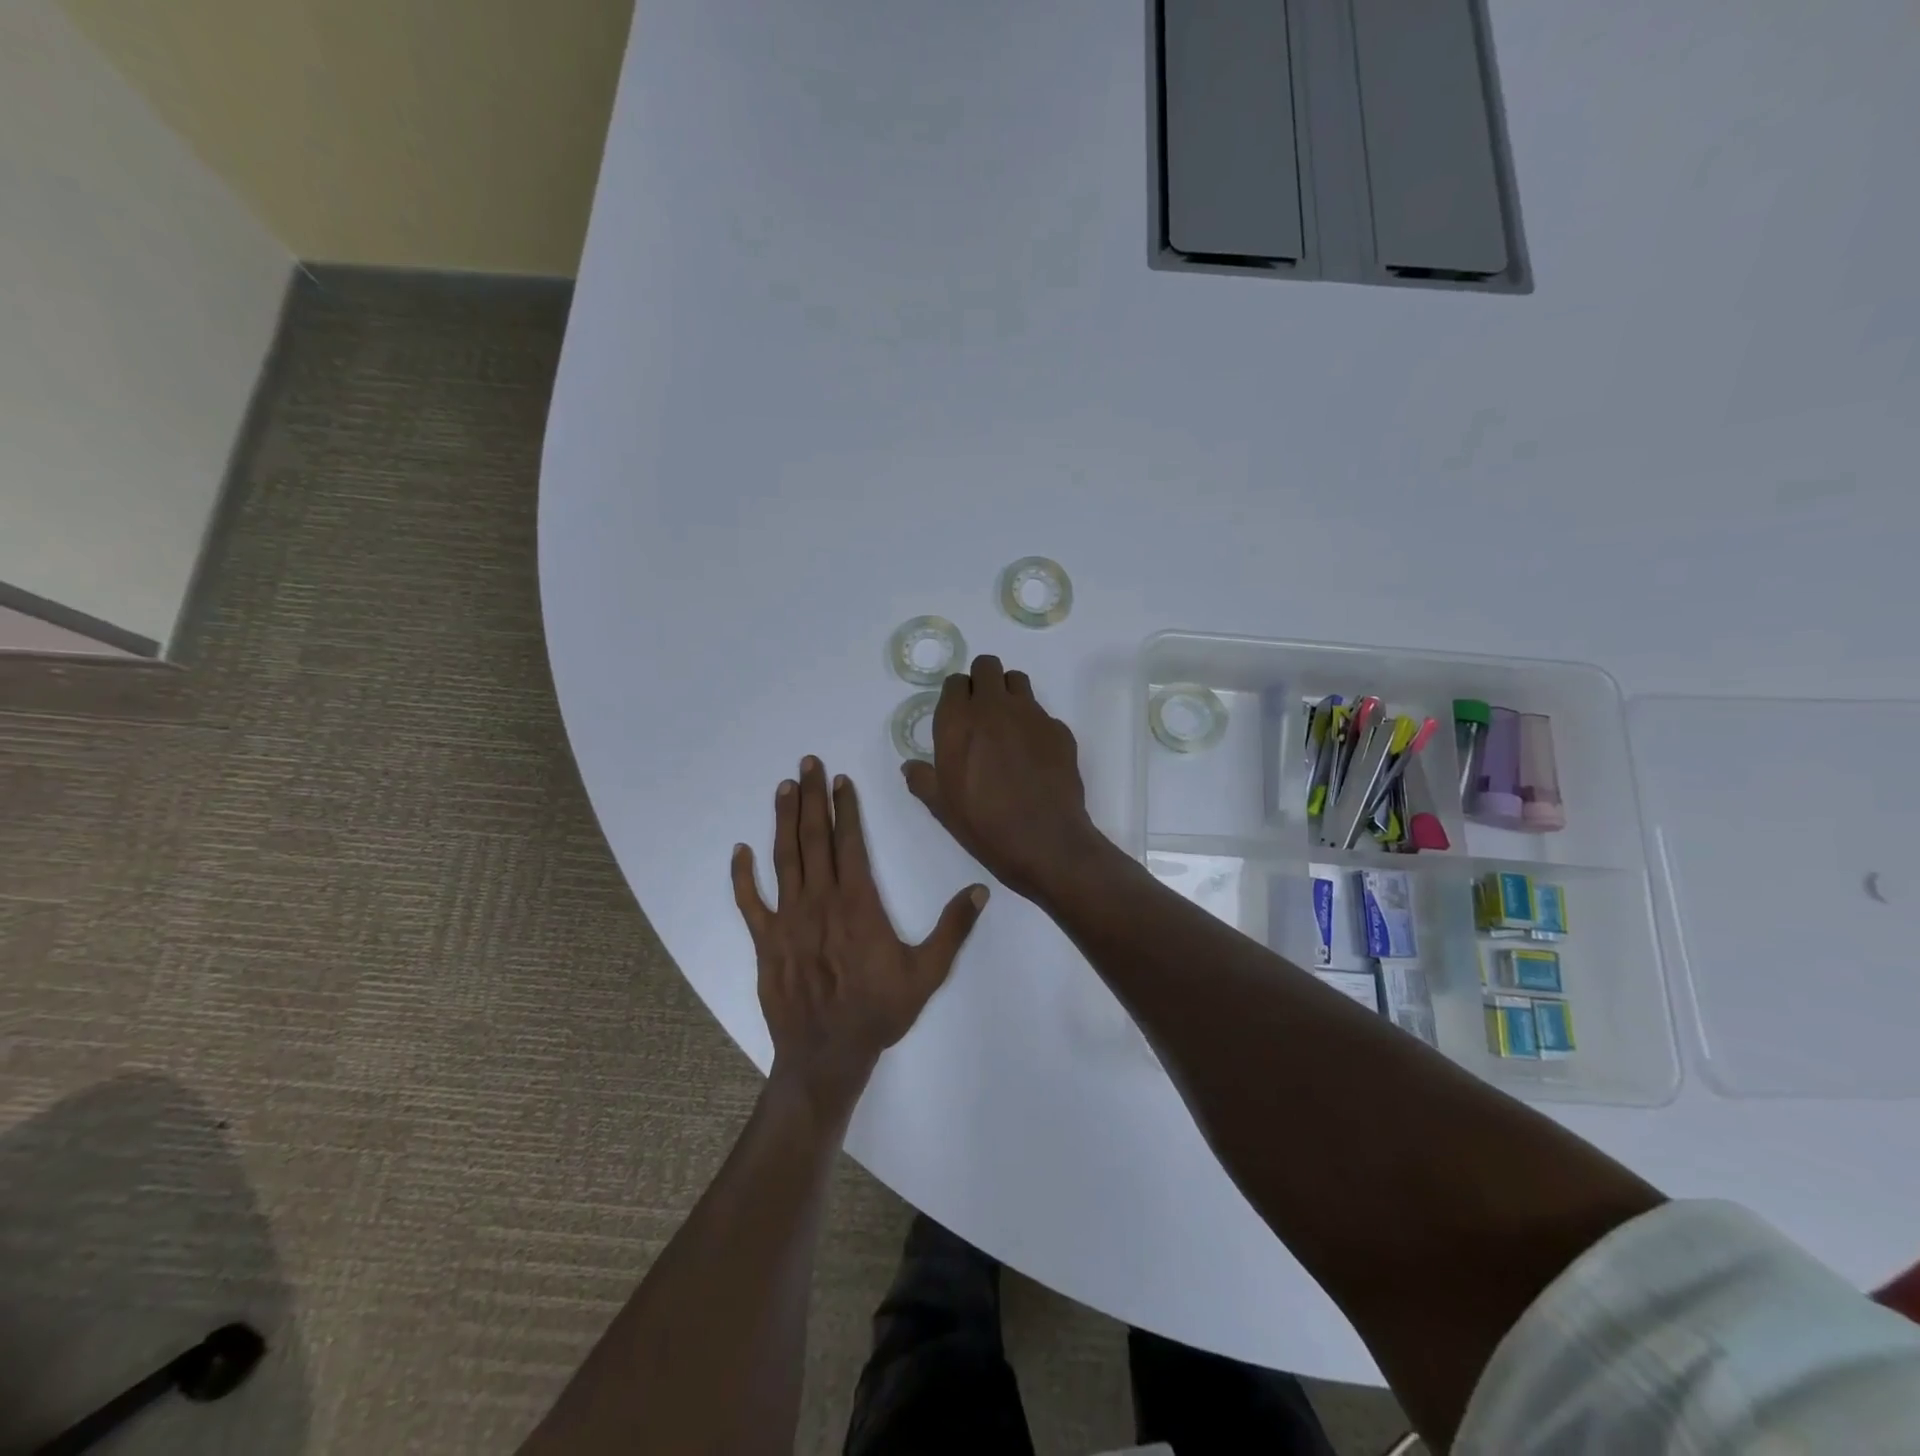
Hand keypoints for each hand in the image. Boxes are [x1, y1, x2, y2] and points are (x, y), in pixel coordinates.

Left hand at [733, 757, 987, 1112]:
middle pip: (814, 839)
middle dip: (812, 798)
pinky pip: (749, 902)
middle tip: (808, 763)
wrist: (827, 1054)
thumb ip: (953, 929)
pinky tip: (739, 850)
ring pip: (783, 859)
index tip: (841, 780)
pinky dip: (742, 876)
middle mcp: (820, 901)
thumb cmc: (879, 1011)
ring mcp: (788, 919)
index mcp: (858, 903)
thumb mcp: (927, 972)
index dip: (845, 808)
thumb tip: (980, 890)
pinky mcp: (765, 941)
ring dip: (783, 820)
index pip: (849, 843)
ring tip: (784, 788)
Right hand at [901, 655, 1107, 902]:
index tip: (959, 716)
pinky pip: (1043, 714)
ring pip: (1017, 681)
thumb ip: (923, 780)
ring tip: (1009, 727)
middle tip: (983, 712)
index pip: (955, 682)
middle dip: (983, 681)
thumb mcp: (941, 806)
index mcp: (958, 721)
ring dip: (1009, 694)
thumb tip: (911, 767)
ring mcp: (1031, 714)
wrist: (1044, 841)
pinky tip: (1035, 757)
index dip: (957, 696)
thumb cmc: (983, 824)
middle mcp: (994, 707)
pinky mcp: (1059, 729)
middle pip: (987, 666)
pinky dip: (1035, 726)